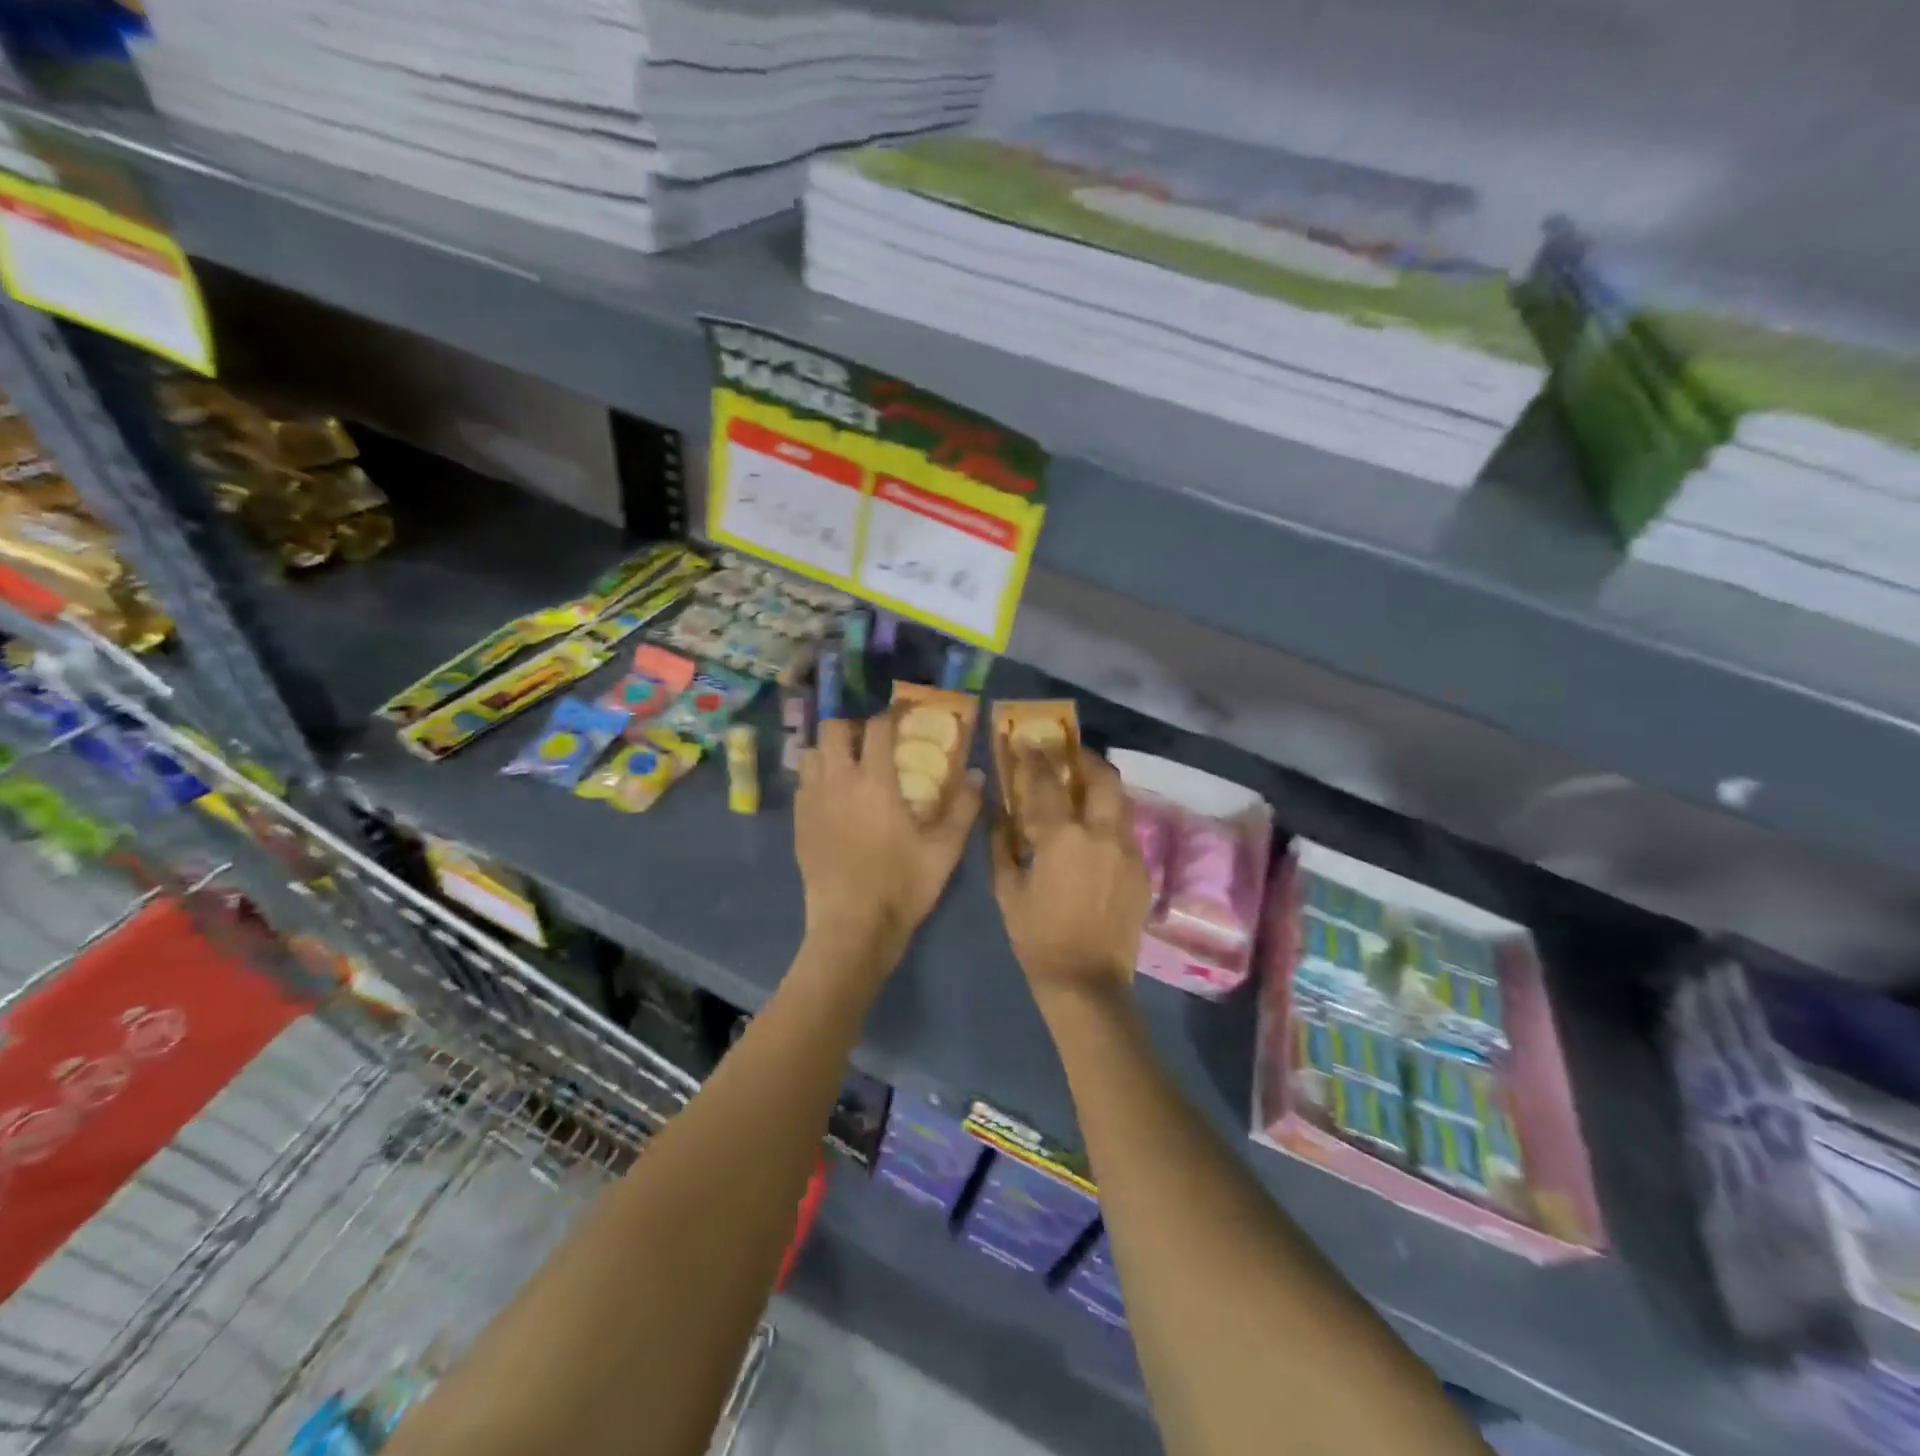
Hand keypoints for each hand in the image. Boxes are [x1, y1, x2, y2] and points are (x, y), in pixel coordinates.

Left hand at [795, 715, 982, 961]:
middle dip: (852, 727)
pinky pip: (802, 784)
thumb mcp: (944, 850)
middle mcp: (837, 782)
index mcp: (874, 782)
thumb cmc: (903, 886)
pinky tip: (834, 799)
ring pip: (812, 754)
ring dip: (831, 751)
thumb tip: (976, 774)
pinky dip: (817, 778)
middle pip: (833, 729)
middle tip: (872, 742)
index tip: (901, 719)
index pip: (877, 728)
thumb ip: (963, 808)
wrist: (853, 928)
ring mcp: (812, 802)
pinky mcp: (799, 824)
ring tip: (850, 767)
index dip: (890, 717)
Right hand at [990, 746, 1149, 1010]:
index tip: (1026, 741)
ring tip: (1085, 787)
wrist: (1087, 982)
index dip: (1034, 758)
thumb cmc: (1037, 936)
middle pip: (1103, 778)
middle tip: (1069, 755)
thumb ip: (1002, 844)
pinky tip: (1096, 834)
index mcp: (1064, 837)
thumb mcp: (1007, 890)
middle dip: (1085, 759)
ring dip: (1103, 787)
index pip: (1048, 782)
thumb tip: (1000, 813)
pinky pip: (1127, 832)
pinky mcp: (1142, 871)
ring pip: (1122, 802)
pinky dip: (1111, 820)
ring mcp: (1129, 852)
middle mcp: (1103, 834)